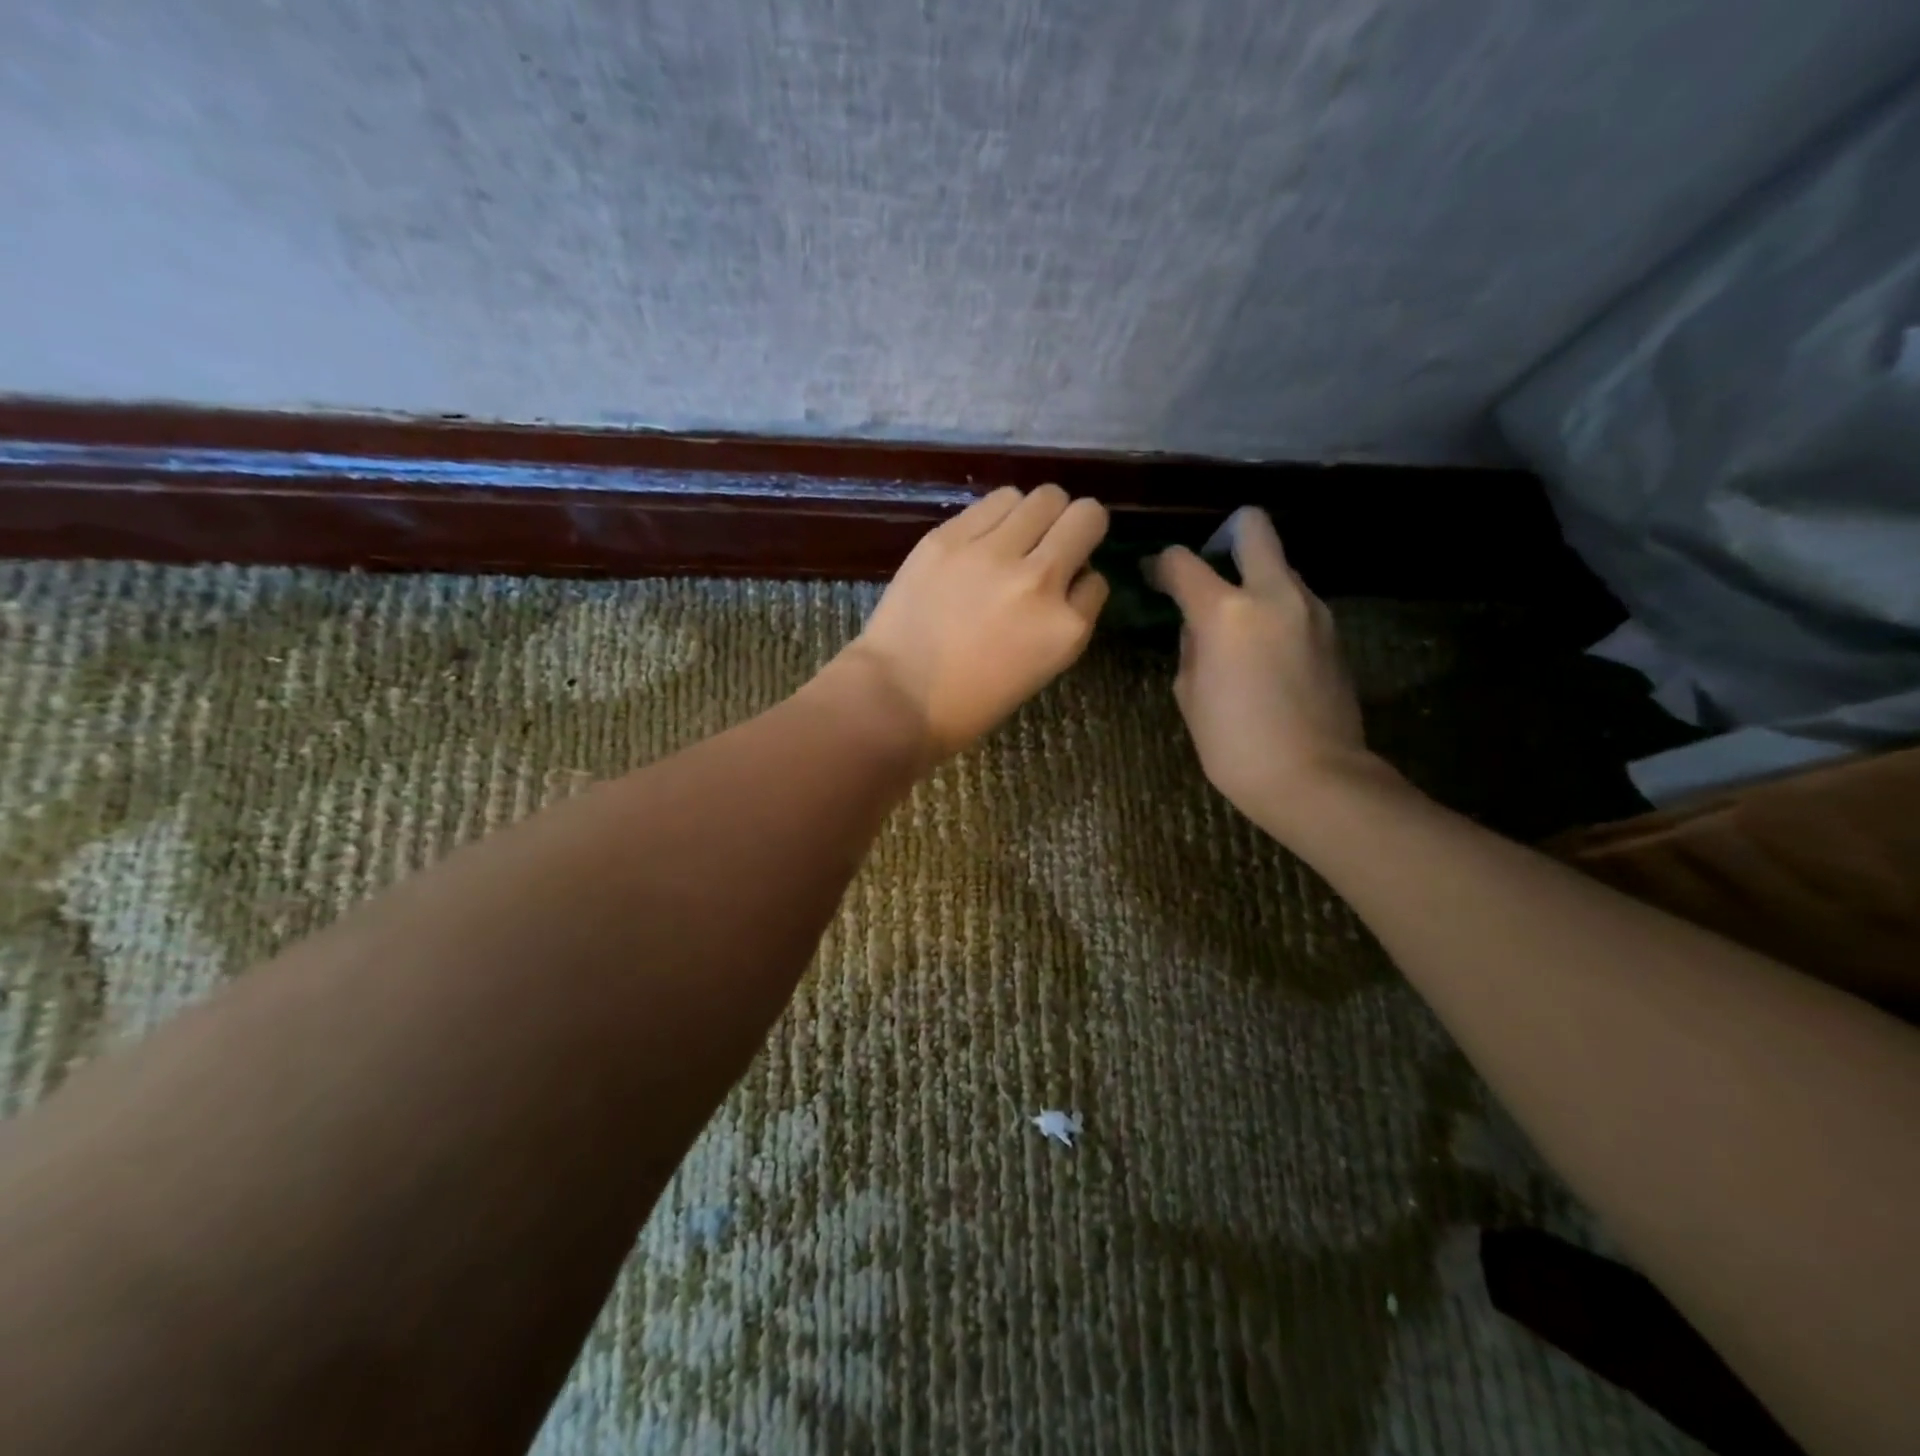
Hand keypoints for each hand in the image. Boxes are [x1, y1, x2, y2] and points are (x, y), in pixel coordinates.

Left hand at [843, 485, 1109, 758]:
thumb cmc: (970, 702)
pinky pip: (997, 501)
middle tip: (1053, 543)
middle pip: (1086, 516)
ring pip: (1043, 497)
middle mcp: (1040, 580)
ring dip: (1038, 515)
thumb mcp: (1040, 669)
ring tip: (1016, 537)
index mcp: (1066, 628)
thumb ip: (1062, 620)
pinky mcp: (951, 537)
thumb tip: (1069, 577)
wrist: (897, 697)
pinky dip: (1000, 514)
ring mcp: (993, 553)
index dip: (1080, 582)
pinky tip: (983, 538)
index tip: (1062, 590)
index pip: (1098, 580)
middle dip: (1076, 527)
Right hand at [1150, 507, 1376, 839]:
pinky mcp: (1333, 631)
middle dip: (1226, 535)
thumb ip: (1190, 646)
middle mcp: (1273, 594)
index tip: (1154, 577)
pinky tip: (1265, 648)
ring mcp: (1311, 609)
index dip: (1161, 565)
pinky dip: (1276, 609)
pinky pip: (1296, 600)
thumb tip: (1198, 626)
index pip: (1183, 561)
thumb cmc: (1234, 744)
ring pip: (1279, 566)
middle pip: (1253, 527)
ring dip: (1254, 580)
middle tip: (1210, 571)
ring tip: (1238, 623)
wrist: (1314, 777)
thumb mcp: (1189, 694)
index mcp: (1225, 611)